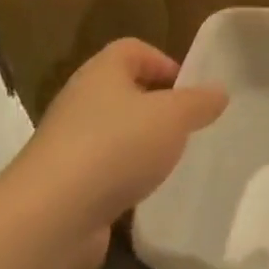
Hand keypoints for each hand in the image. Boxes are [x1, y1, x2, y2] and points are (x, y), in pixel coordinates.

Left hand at [9, 38, 226, 268]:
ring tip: (168, 165)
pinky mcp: (62, 187)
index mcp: (102, 71)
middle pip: (122, 91)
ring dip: (138, 147)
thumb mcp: (173, 117)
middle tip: (185, 128)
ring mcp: (67, 145)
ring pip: (112, 135)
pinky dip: (121, 182)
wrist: (50, 218)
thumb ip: (199, 102)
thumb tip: (218, 91)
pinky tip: (142, 198)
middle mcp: (80, 101)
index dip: (163, 62)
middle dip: (155, 108)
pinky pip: (100, 174)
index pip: (133, 50)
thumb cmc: (116, 147)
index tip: (189, 91)